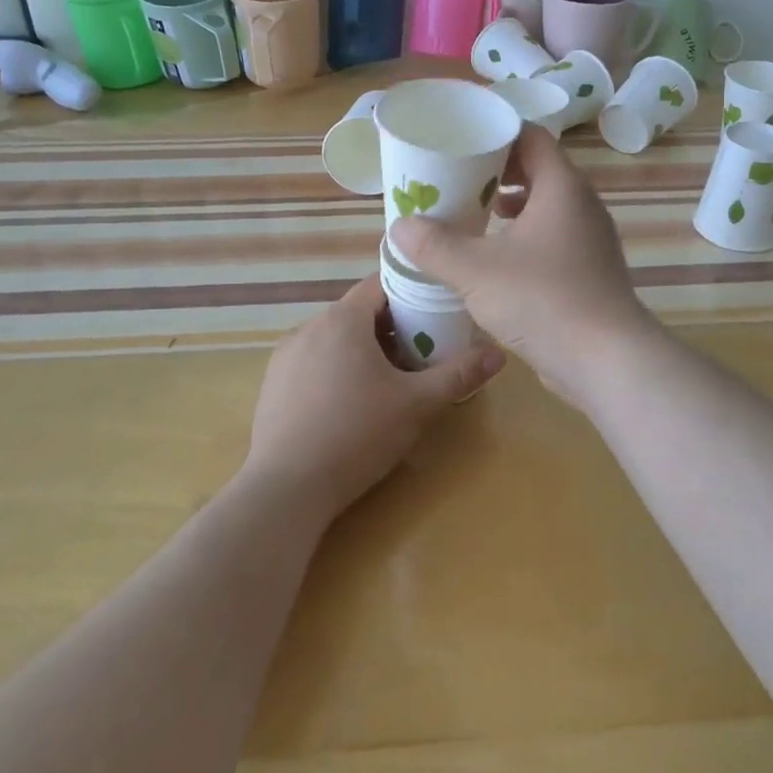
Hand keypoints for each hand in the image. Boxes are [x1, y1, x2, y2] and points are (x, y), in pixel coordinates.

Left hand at [246, 273, 503, 521]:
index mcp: (343, 320)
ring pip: (335, 337)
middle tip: (422, 353)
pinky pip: (314, 360)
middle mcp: (309, 326)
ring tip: (390, 381)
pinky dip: (337, 368)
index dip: (411, 292)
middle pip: (359, 312)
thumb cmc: (357, 435)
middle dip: (392, 327)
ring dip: (364, 349)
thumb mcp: (417, 405)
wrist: (286, 489)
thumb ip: (458, 375)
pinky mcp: (274, 383)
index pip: (381, 284)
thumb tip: (498, 353)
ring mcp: (286, 355)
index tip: (436, 311)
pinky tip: (351, 404)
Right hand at [389, 126, 658, 403]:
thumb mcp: (476, 270)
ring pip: (547, 207)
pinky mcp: (591, 271)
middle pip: (539, 170)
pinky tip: (498, 261)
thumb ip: (434, 246)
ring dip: (512, 207)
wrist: (606, 360)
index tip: (461, 145)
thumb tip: (399, 227)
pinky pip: (554, 238)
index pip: (531, 137)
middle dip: (497, 173)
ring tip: (475, 217)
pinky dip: (525, 238)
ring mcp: (591, 240)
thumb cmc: (542, 299)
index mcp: (562, 187)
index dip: (496, 135)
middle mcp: (582, 205)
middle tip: (458, 182)